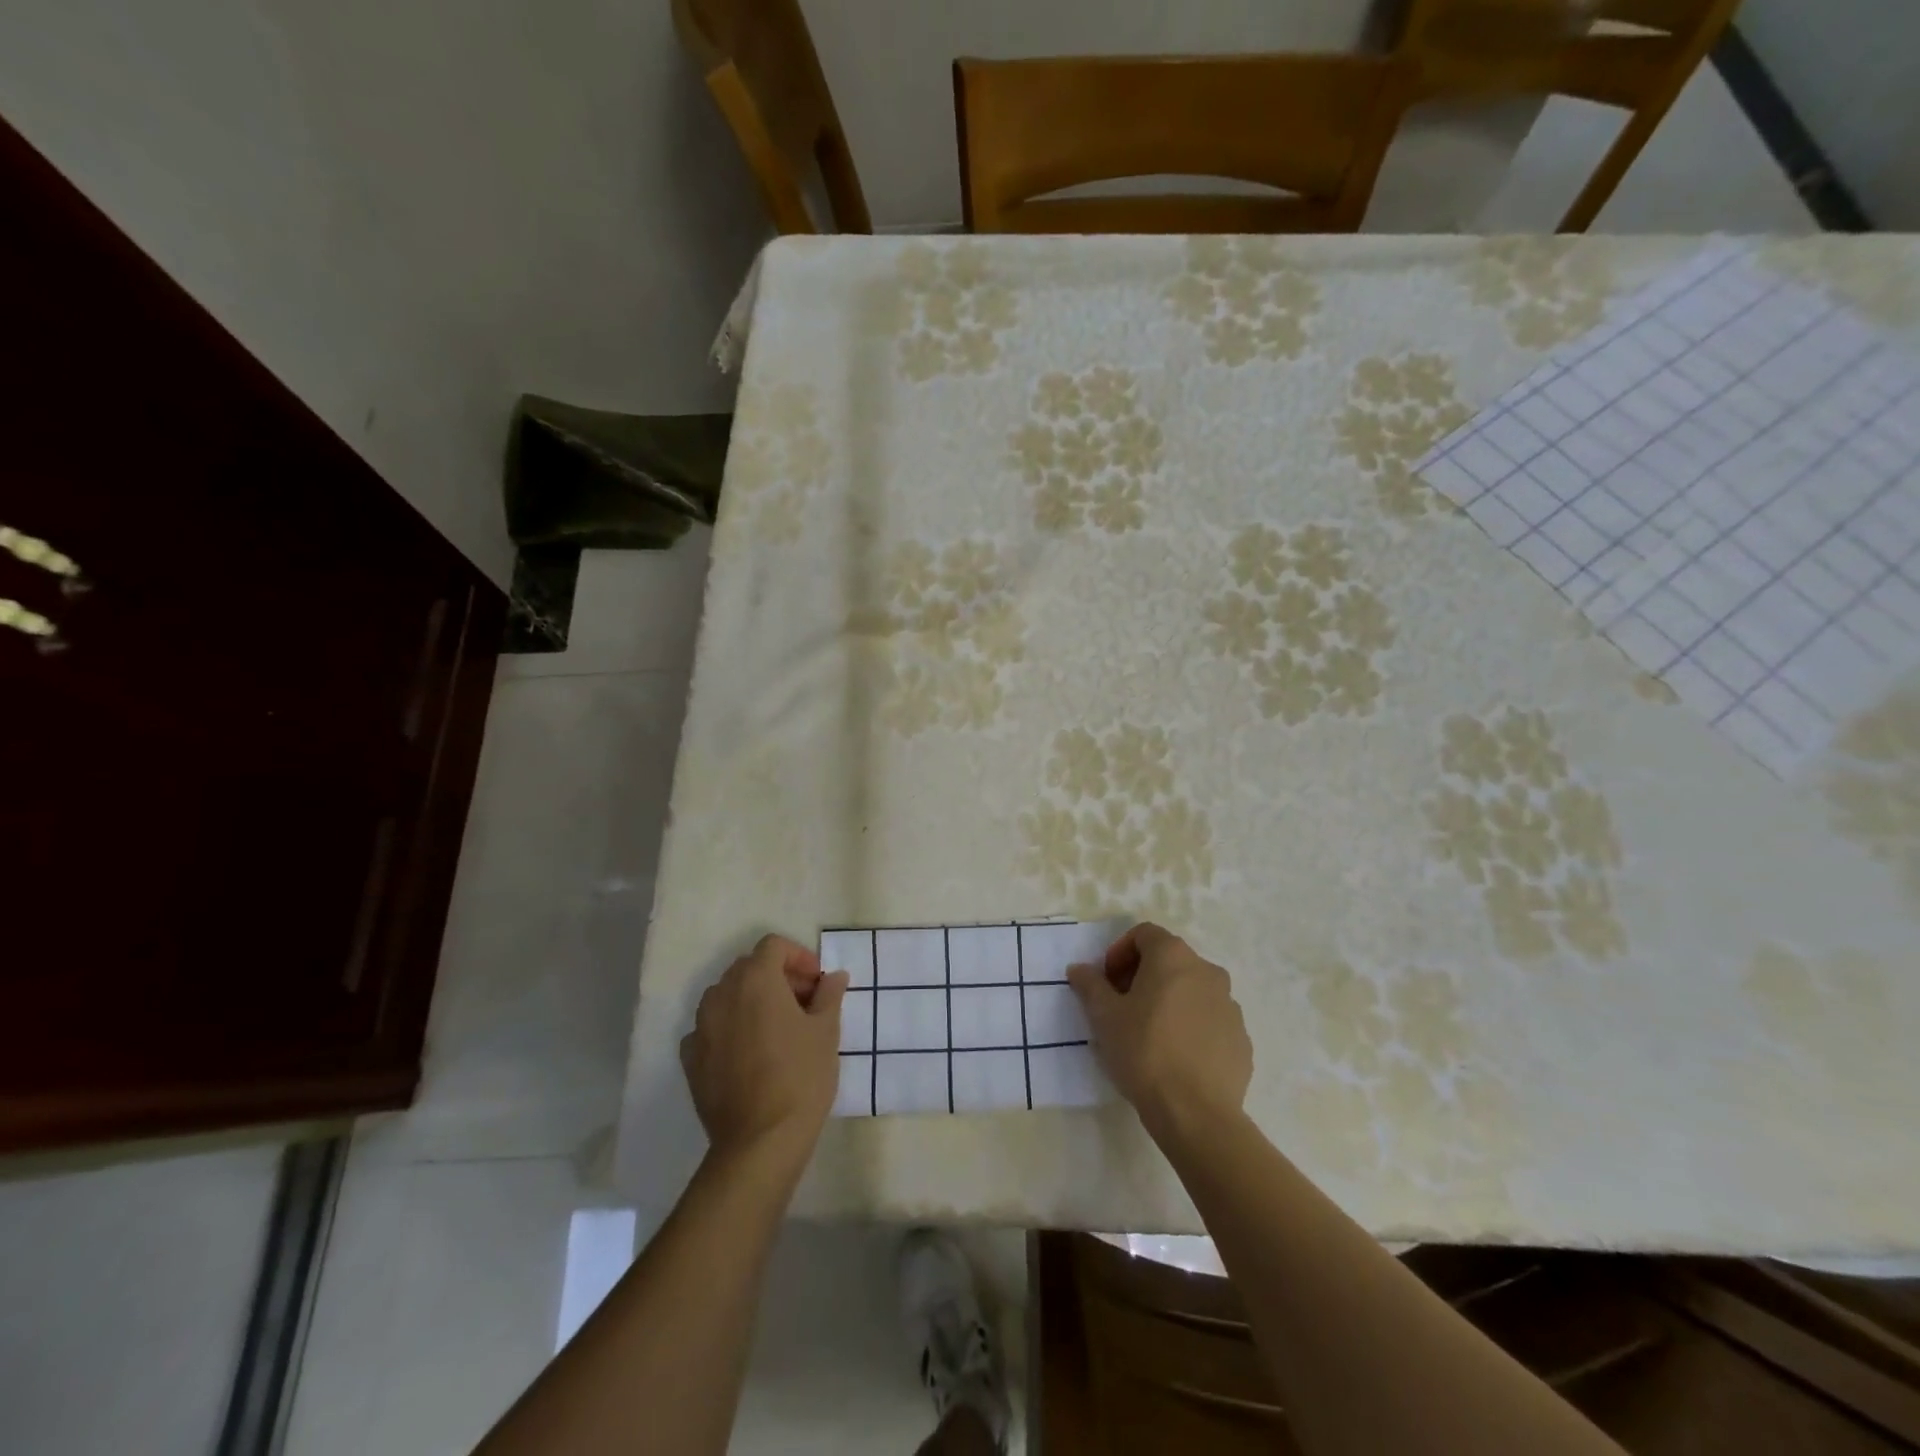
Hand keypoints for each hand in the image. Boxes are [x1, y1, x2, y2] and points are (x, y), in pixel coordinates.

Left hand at [681, 934, 847, 1170]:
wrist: (759, 1142)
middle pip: (749, 968)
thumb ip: (829, 995)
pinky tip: (750, 1054)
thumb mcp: (826, 1031)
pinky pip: (711, 1028)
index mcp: (755, 980)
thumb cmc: (800, 1077)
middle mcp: (722, 995)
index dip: (799, 957)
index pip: (773, 946)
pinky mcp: (690, 1059)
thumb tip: (835, 977)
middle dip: (777, 977)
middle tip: (804, 1004)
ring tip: (777, 1029)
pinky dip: (731, 1028)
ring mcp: (700, 1027)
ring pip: (727, 996)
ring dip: (752, 1000)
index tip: (817, 983)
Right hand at [1068, 923, 1251, 1138]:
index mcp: (1174, 957)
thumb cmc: (1144, 1052)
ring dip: (1168, 1000)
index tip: (1106, 982)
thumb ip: (1090, 985)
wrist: (1196, 1114)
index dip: (1119, 952)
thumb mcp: (1104, 1016)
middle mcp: (1207, 971)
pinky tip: (1175, 1057)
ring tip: (1148, 1034)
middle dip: (1142, 976)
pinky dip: (1191, 1026)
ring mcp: (1230, 1005)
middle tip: (1121, 1006)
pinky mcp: (1241, 1039)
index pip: (1144, 934)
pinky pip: (1209, 1020)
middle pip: (1169, 960)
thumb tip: (1079, 969)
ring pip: (1192, 990)